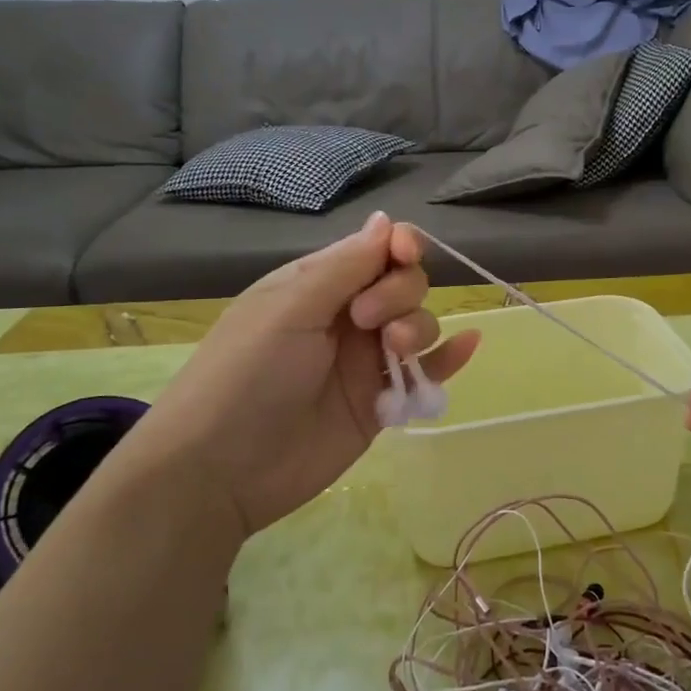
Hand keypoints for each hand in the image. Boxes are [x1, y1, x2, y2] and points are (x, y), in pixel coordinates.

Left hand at [126, 213, 478, 539]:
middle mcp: (346, 317)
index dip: (399, 246)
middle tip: (369, 320)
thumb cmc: (247, 373)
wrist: (220, 470)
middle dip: (401, 292)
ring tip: (395, 352)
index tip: (405, 254)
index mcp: (318, 285)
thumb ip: (345, 266)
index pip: (375, 249)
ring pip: (418, 325)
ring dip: (419, 327)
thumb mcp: (290, 308)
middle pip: (404, 284)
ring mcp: (364, 362)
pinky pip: (425, 373)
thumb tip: (385, 220)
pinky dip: (449, 358)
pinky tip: (470, 344)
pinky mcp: (380, 403)